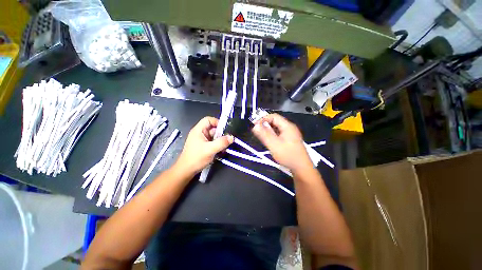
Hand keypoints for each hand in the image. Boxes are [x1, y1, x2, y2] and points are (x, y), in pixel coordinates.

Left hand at [175, 117, 233, 175]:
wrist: (186, 170)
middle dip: (221, 134)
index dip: (217, 122)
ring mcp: (202, 140)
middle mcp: (200, 133)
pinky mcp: (204, 146)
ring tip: (225, 146)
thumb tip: (231, 137)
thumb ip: (221, 143)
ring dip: (220, 140)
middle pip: (213, 128)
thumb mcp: (210, 149)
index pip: (208, 120)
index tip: (225, 129)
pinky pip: (213, 142)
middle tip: (227, 140)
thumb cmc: (196, 158)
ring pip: (214, 136)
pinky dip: (218, 145)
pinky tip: (221, 150)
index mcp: (199, 130)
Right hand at [252, 114, 311, 172]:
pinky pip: (279, 133)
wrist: (301, 167)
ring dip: (268, 131)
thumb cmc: (288, 155)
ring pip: (276, 128)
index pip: (273, 116)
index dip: (263, 119)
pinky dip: (273, 135)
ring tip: (263, 138)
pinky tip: (270, 142)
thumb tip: (255, 126)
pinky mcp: (290, 139)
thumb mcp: (274, 145)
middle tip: (258, 133)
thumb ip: (264, 135)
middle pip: (275, 121)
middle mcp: (289, 127)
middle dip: (265, 125)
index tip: (256, 126)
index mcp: (287, 126)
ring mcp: (290, 134)